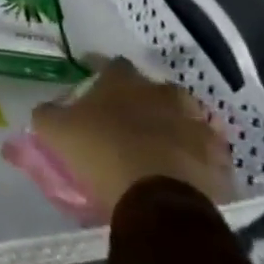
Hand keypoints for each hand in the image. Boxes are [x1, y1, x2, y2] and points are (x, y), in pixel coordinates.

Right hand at [31, 56, 232, 216]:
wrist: (159, 199)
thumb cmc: (102, 153)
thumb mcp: (56, 131)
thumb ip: (47, 114)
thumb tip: (45, 109)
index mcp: (124, 80)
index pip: (111, 63)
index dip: (100, 71)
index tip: (91, 79)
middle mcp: (163, 93)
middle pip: (153, 88)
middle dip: (143, 99)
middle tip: (129, 117)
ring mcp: (195, 124)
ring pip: (185, 117)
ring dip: (174, 125)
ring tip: (161, 144)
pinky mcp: (218, 158)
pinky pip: (207, 152)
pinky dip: (196, 157)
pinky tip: (185, 170)